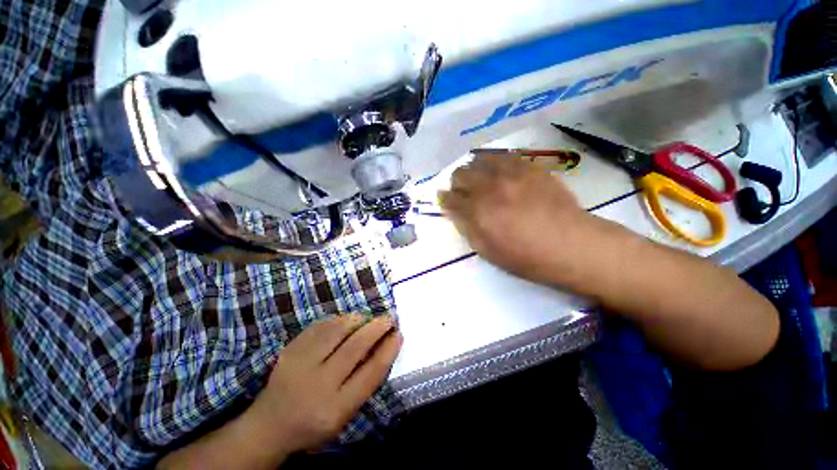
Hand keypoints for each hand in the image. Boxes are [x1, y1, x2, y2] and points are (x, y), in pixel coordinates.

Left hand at [248, 315, 401, 456]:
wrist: (269, 425)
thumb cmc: (315, 423)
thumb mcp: (345, 414)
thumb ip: (365, 382)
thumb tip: (384, 345)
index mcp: (336, 408)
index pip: (371, 372)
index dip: (389, 349)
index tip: (398, 334)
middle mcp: (318, 385)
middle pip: (356, 346)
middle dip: (377, 327)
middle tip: (389, 318)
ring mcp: (301, 364)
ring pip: (337, 329)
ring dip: (358, 319)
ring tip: (367, 319)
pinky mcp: (290, 350)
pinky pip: (320, 326)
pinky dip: (338, 320)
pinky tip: (345, 322)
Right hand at [439, 155, 597, 284]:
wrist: (571, 245)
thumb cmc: (526, 257)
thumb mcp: (488, 251)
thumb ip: (467, 229)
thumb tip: (456, 212)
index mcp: (478, 212)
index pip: (450, 198)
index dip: (444, 199)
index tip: (445, 200)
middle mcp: (490, 188)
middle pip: (460, 174)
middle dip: (456, 184)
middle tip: (463, 192)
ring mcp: (510, 174)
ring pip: (479, 160)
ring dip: (473, 170)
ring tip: (480, 180)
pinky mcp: (529, 167)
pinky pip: (503, 156)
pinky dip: (494, 163)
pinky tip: (498, 172)